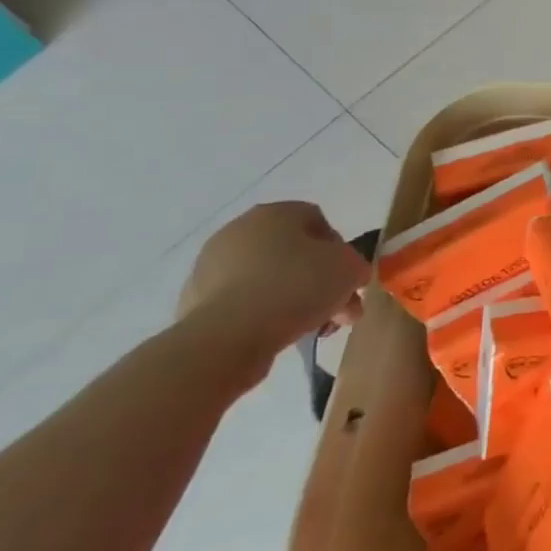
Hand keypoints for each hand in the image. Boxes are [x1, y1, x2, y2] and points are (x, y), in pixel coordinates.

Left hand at [174, 202, 369, 384]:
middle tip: (339, 309)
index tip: (348, 278)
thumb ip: (355, 265)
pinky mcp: (194, 301)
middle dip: (320, 280)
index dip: (340, 249)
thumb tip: (347, 275)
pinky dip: (263, 314)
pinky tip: (278, 334)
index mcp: (275, 213)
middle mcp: (239, 231)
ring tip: (314, 328)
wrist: (227, 337)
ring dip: (294, 299)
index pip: (318, 220)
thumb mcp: (351, 268)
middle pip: (293, 252)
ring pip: (268, 279)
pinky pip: (243, 302)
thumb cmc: (297, 287)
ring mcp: (210, 266)